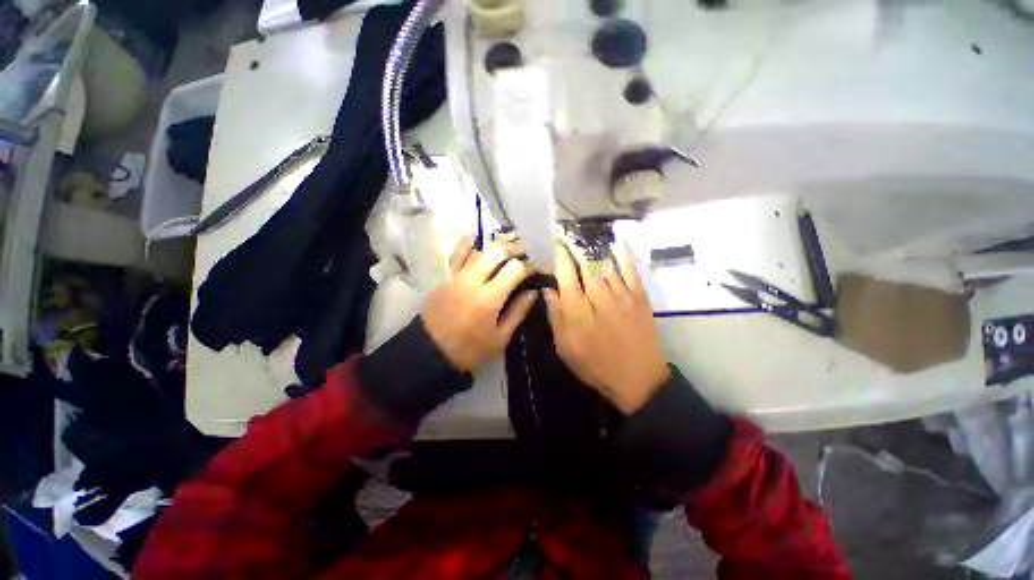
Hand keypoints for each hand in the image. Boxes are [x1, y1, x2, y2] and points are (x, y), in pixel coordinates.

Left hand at [421, 235, 537, 372]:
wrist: (430, 351)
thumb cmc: (470, 349)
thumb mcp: (500, 337)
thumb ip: (518, 312)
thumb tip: (534, 291)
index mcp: (489, 297)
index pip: (515, 269)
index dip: (530, 264)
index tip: (539, 266)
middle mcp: (473, 279)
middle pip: (497, 251)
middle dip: (516, 246)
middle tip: (528, 247)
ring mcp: (457, 275)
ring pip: (479, 249)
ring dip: (497, 242)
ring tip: (511, 238)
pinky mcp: (445, 276)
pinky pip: (456, 254)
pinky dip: (467, 244)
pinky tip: (476, 238)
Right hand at [544, 242, 670, 413]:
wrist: (637, 378)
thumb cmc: (595, 365)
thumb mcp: (565, 347)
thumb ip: (556, 316)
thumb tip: (548, 290)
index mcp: (577, 310)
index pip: (565, 274)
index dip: (559, 256)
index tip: (554, 243)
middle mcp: (598, 296)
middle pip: (584, 264)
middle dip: (574, 247)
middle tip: (567, 235)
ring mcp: (621, 294)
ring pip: (605, 263)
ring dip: (594, 248)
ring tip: (585, 237)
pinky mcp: (639, 297)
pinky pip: (630, 269)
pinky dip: (624, 254)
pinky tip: (617, 242)